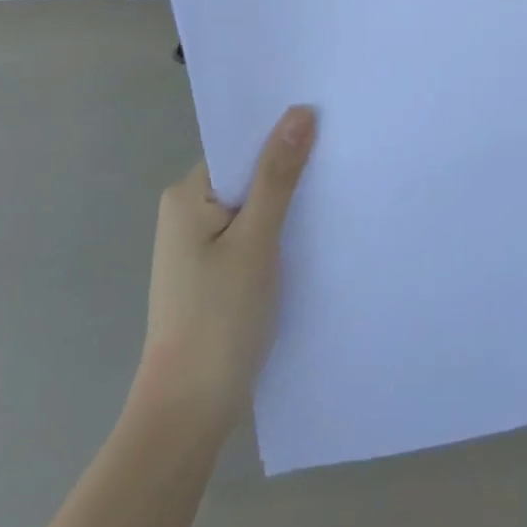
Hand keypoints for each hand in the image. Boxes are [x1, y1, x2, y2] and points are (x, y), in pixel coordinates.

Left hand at [137, 106, 316, 422]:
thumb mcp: (256, 241)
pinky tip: (308, 239)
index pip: (240, 147)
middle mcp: (187, 211)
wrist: (188, 415)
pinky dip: (275, 234)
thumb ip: (278, 176)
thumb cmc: (219, 319)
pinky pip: (248, 236)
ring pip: (251, 208)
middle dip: (287, 171)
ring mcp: (197, 245)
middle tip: (339, 159)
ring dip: (284, 206)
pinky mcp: (211, 274)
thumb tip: (300, 111)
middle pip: (246, 175)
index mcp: (188, 194)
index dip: (280, 136)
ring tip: (333, 195)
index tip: (326, 126)